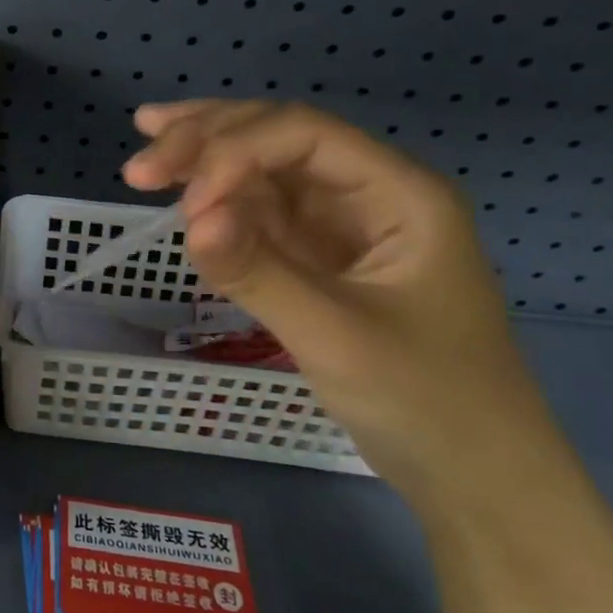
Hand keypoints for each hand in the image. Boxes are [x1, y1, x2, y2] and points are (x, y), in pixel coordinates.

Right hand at [123, 100, 559, 509]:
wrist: (473, 475)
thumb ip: (259, 274)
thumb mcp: (337, 337)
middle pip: (279, 140)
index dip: (235, 151)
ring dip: (205, 160)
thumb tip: (189, 220)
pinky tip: (181, 193)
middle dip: (208, 141)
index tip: (184, 202)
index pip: (304, 137)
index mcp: (398, 194)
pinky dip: (217, 204)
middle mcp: (368, 194)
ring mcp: (340, 226)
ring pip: (263, 172)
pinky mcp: (316, 258)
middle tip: (139, 164)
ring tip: (146, 151)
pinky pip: (259, 216)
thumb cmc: (425, 400)